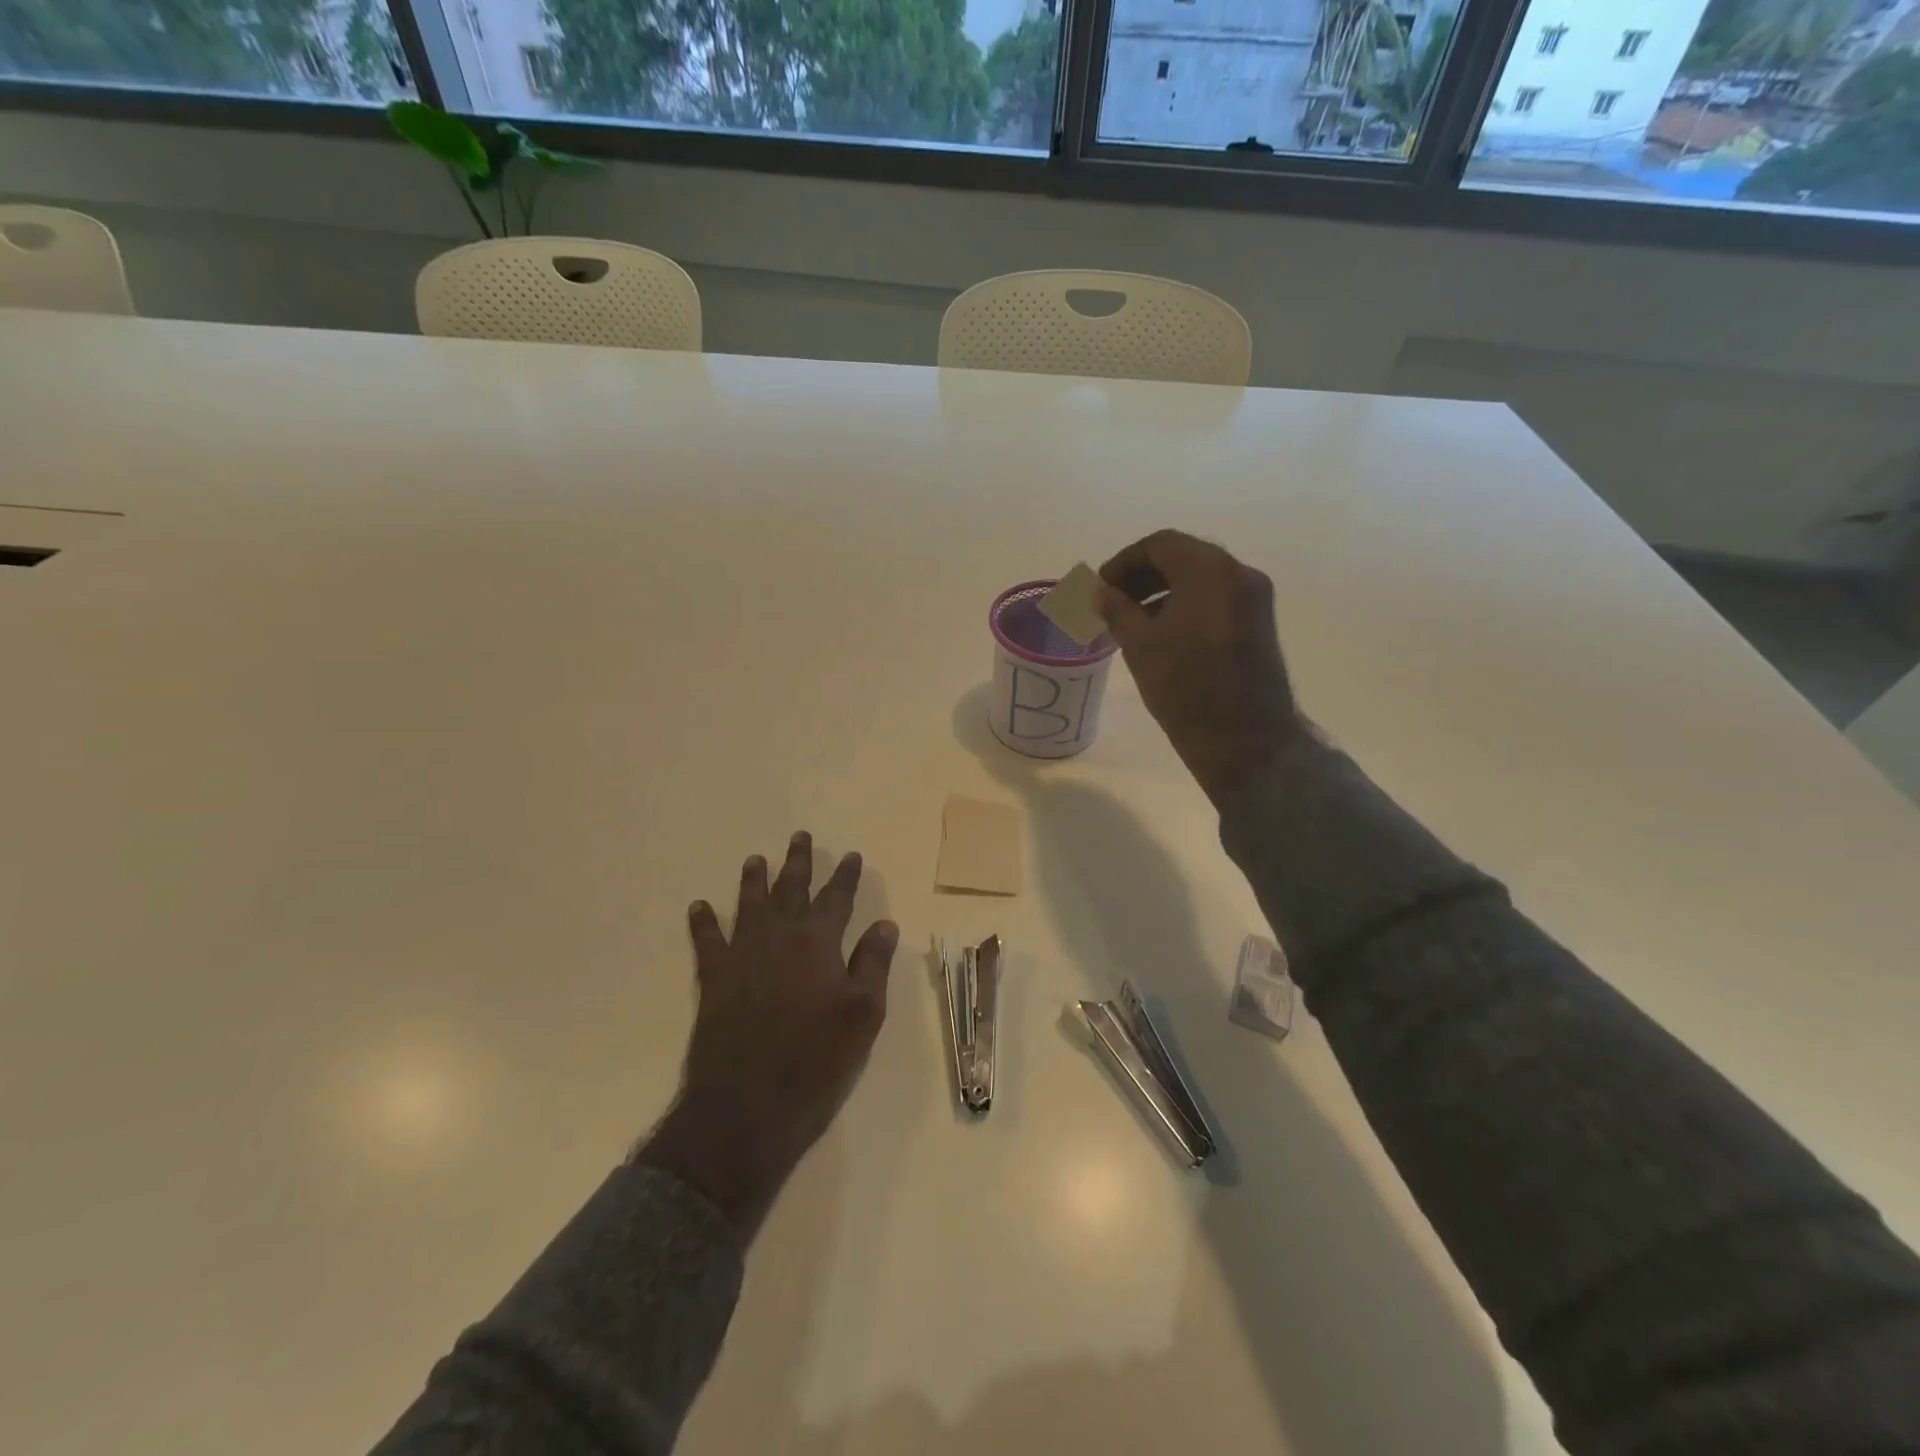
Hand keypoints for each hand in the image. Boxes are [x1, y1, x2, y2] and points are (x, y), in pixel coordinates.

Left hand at [636, 831, 898, 1239]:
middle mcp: (779, 937)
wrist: (747, 1105)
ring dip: (753, 881)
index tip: (851, 854)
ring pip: (749, 905)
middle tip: (799, 836)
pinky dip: (703, 922)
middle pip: (791, 890)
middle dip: (798, 862)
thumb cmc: (816, 1060)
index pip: (837, 898)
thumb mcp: (863, 1014)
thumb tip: (885, 923)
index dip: (845, 876)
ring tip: (755, 859)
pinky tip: (699, 907)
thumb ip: (873, 964)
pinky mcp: (713, 979)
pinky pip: (706, 941)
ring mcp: (742, 956)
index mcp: (818, 942)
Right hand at [1097, 530, 1302, 804]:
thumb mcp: (1139, 644)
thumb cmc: (1185, 685)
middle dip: (1143, 576)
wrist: (1244, 738)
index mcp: (1210, 570)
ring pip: (1201, 580)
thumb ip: (1116, 609)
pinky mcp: (1258, 625)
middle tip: (1112, 602)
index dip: (1124, 562)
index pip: (1160, 545)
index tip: (1101, 588)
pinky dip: (1186, 606)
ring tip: (1132, 622)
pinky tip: (1162, 635)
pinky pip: (1216, 600)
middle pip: (1183, 558)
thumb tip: (1102, 592)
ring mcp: (1254, 599)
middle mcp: (1239, 574)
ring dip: (1163, 592)